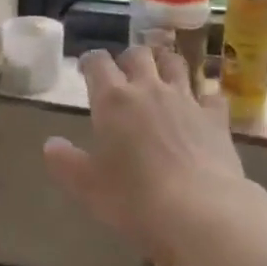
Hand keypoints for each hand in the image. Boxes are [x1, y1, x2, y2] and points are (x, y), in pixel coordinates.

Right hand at [43, 45, 246, 264]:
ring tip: (160, 75)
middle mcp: (149, 89)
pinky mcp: (215, 117)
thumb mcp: (88, 188)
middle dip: (128, 58)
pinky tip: (202, 106)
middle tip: (124, 74)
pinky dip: (204, 96)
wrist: (201, 211)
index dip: (90, 61)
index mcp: (113, 100)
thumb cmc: (135, 199)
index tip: (86, 70)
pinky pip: (211, 95)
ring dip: (165, 64)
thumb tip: (51, 144)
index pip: (98, 62)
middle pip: (138, 54)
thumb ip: (66, 163)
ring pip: (174, 63)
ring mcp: (186, 99)